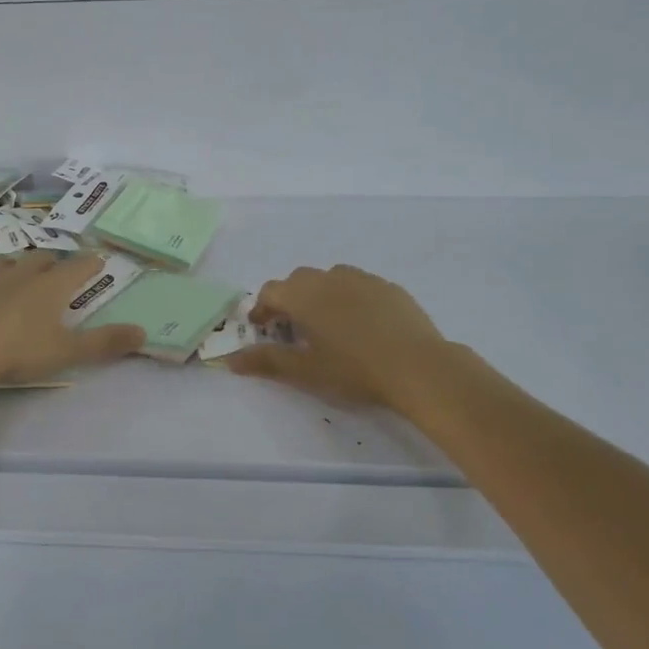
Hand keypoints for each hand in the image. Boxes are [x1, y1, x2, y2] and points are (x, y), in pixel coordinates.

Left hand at [0, 251, 145, 389]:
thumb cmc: (18, 353)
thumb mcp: (67, 352)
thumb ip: (105, 342)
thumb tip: (143, 332)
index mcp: (50, 287)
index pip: (78, 267)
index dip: (90, 264)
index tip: (98, 262)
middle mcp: (20, 275)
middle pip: (41, 259)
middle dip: (52, 262)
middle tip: (57, 271)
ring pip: (4, 262)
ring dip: (13, 265)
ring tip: (16, 271)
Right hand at [227, 264, 459, 415]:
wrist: (418, 367)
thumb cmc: (354, 369)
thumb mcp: (305, 370)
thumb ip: (266, 361)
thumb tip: (229, 359)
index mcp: (304, 294)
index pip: (270, 291)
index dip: (262, 309)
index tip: (263, 329)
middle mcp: (329, 277)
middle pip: (298, 281)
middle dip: (290, 300)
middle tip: (293, 329)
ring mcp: (362, 279)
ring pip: (330, 279)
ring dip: (320, 296)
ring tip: (328, 325)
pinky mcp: (389, 287)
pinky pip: (359, 286)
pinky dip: (350, 299)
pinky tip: (362, 325)